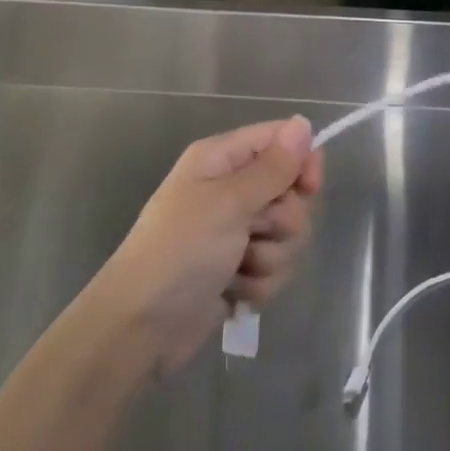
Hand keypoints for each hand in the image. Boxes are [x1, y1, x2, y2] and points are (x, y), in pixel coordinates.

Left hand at [90, 117, 323, 375]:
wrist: (140, 328)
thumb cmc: (180, 250)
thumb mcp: (229, 202)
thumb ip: (273, 166)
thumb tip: (304, 122)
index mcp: (222, 160)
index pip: (281, 140)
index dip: (302, 161)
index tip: (309, 187)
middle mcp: (230, 189)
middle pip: (291, 192)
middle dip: (283, 220)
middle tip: (254, 232)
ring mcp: (235, 232)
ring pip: (288, 235)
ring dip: (270, 257)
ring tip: (236, 269)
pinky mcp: (240, 270)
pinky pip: (276, 268)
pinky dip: (258, 283)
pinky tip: (232, 292)